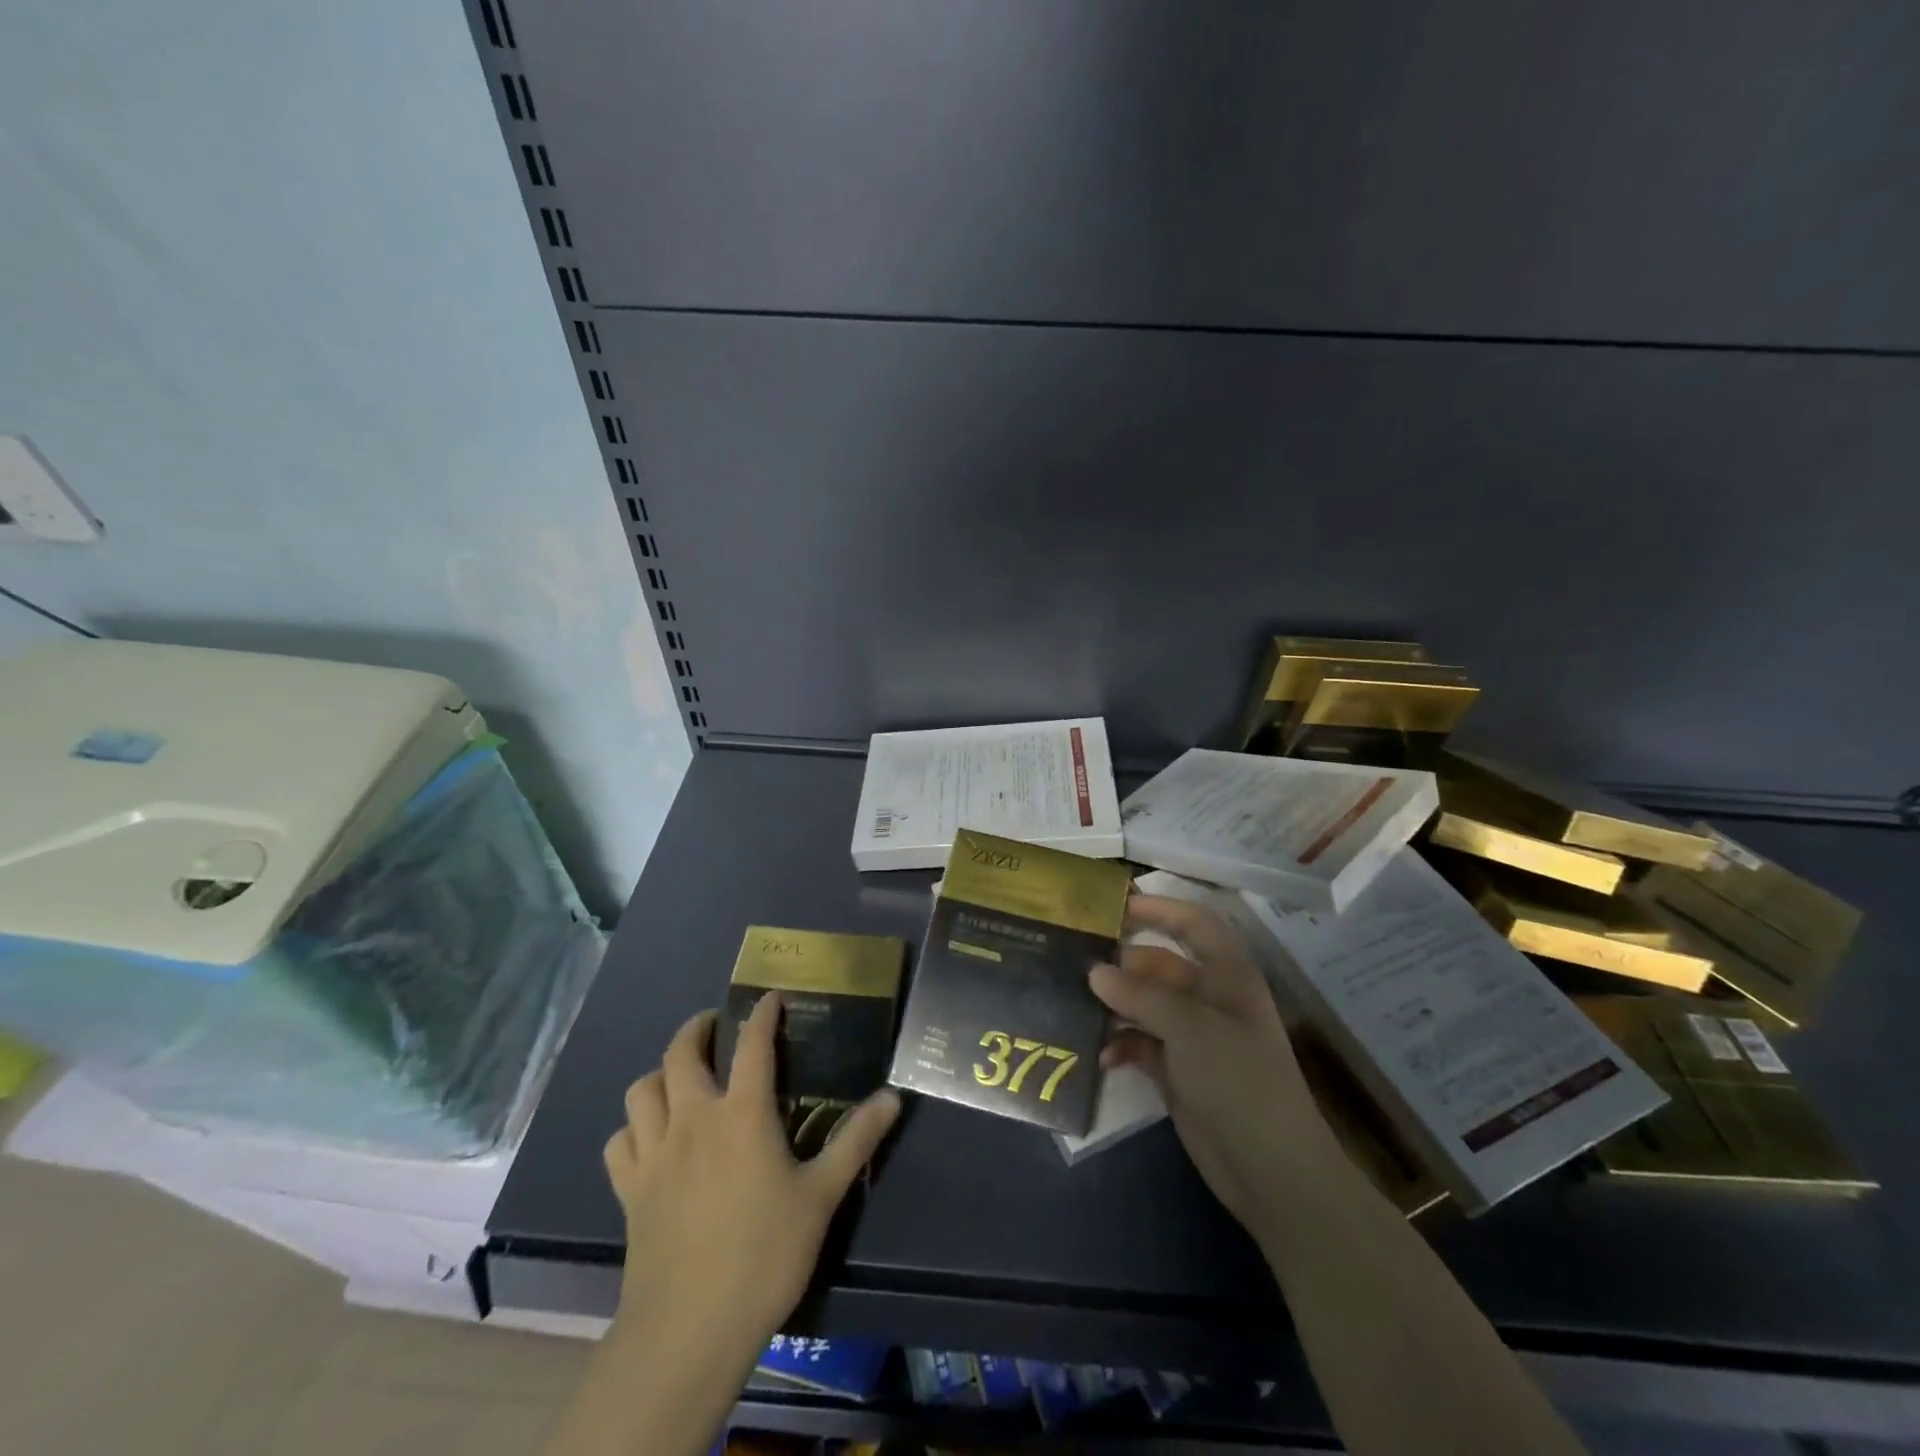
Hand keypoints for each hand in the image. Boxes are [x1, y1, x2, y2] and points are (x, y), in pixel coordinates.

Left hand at [602, 994, 900, 1355]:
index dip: (761, 1014)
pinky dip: (632, 1128)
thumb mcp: (821, 1197)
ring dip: (660, 1074)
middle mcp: (693, 1120)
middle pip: (680, 1054)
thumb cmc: (764, 1254)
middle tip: (714, 1026)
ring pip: (642, 1090)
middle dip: (696, 1029)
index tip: (769, 998)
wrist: (689, 1329)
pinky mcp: (629, 1190)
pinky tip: (649, 1138)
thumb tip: (893, 1097)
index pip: (752, 1045)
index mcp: (742, 1114)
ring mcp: (654, 1154)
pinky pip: (619, 1141)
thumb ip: (856, 1141)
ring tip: (679, 1078)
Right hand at [1091, 895, 1343, 1231]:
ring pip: (1144, 1004)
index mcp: (1227, 975)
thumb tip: (1095, 971)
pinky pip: (1139, 1042)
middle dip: (1122, 963)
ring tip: (1077, 1006)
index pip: (1194, 924)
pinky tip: (1100, 1055)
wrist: (1270, 1170)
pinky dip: (1120, 1044)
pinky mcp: (1176, 1070)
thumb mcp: (1190, 1028)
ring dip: (1115, 1005)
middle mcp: (1208, 998)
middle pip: (1159, 964)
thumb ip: (1141, 995)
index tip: (1115, 905)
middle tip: (1076, 962)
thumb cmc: (1239, 1080)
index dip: (1160, 909)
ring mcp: (1192, 1036)